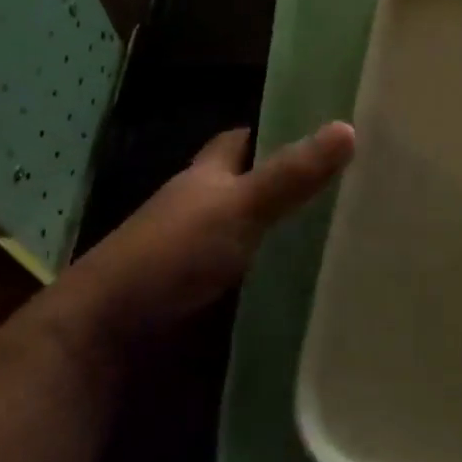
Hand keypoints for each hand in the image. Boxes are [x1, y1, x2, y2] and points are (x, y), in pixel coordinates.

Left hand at [51, 121, 355, 343]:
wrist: (109, 334)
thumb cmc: (171, 253)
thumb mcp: (237, 206)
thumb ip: (290, 175)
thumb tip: (348, 127)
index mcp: (205, 177)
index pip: (241, 141)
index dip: (275, 131)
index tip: (322, 131)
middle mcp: (202, 210)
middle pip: (250, 188)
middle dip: (291, 186)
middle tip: (352, 187)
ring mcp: (201, 257)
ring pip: (253, 235)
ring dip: (288, 236)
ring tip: (349, 236)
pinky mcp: (205, 299)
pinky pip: (252, 279)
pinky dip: (277, 278)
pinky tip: (313, 285)